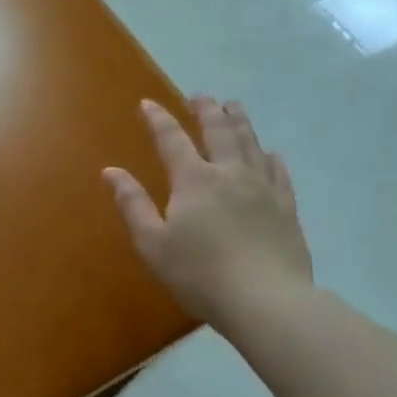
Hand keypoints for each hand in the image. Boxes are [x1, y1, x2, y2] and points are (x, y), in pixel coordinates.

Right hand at [104, 97, 312, 328]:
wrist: (266, 301)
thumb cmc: (200, 274)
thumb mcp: (153, 243)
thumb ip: (132, 204)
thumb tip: (110, 171)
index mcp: (194, 179)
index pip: (171, 139)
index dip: (158, 119)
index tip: (147, 103)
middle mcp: (229, 173)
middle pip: (218, 131)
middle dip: (206, 110)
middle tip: (200, 96)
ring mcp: (263, 188)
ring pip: (250, 143)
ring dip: (239, 121)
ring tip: (234, 106)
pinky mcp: (286, 207)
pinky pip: (278, 172)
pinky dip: (270, 157)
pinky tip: (270, 152)